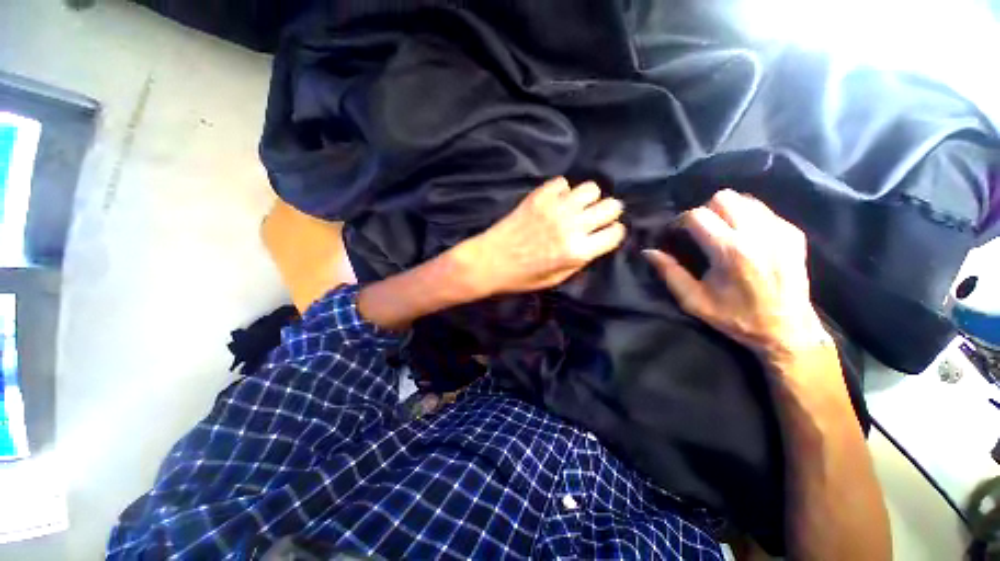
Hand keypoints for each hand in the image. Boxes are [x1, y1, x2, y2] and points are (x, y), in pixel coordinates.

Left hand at [456, 177, 626, 295]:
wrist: (490, 261)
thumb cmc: (522, 277)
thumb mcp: (556, 279)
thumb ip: (579, 260)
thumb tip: (593, 242)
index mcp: (578, 251)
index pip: (615, 233)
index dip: (613, 233)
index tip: (605, 233)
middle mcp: (572, 226)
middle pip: (611, 206)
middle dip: (608, 212)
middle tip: (594, 217)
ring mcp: (556, 208)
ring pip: (591, 188)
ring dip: (588, 198)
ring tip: (575, 206)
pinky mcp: (539, 196)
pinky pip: (562, 182)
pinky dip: (562, 191)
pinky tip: (554, 201)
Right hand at [644, 189, 828, 363]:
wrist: (787, 329)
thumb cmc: (736, 317)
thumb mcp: (694, 301)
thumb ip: (669, 273)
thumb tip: (649, 252)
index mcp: (730, 252)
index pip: (698, 215)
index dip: (681, 221)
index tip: (677, 234)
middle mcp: (758, 234)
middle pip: (723, 197)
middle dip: (705, 210)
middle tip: (700, 231)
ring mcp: (780, 230)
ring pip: (745, 199)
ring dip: (726, 211)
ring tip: (721, 231)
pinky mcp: (793, 233)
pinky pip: (762, 210)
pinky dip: (746, 216)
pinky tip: (743, 237)